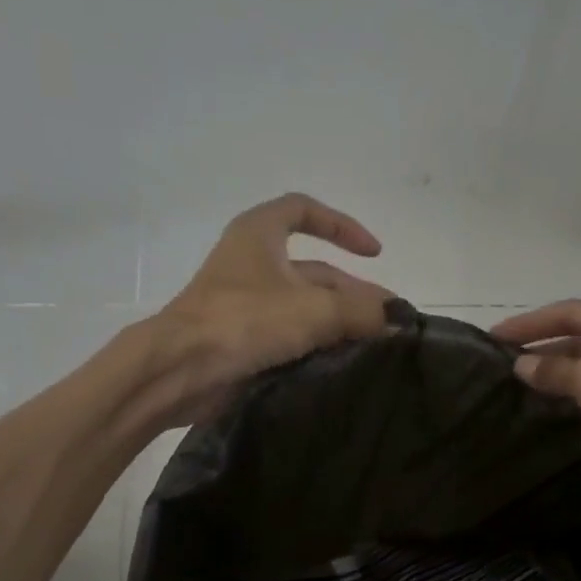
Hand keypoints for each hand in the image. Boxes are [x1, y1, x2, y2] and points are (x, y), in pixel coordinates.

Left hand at [147, 193, 393, 425]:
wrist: (182, 370)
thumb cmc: (244, 321)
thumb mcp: (313, 310)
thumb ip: (361, 312)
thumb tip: (398, 320)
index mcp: (259, 234)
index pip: (304, 211)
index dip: (342, 226)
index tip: (374, 253)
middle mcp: (253, 264)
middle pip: (315, 271)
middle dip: (354, 294)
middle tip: (388, 323)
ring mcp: (247, 305)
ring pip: (305, 308)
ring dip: (339, 323)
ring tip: (375, 347)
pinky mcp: (245, 340)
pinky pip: (291, 336)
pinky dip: (318, 345)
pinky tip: (345, 364)